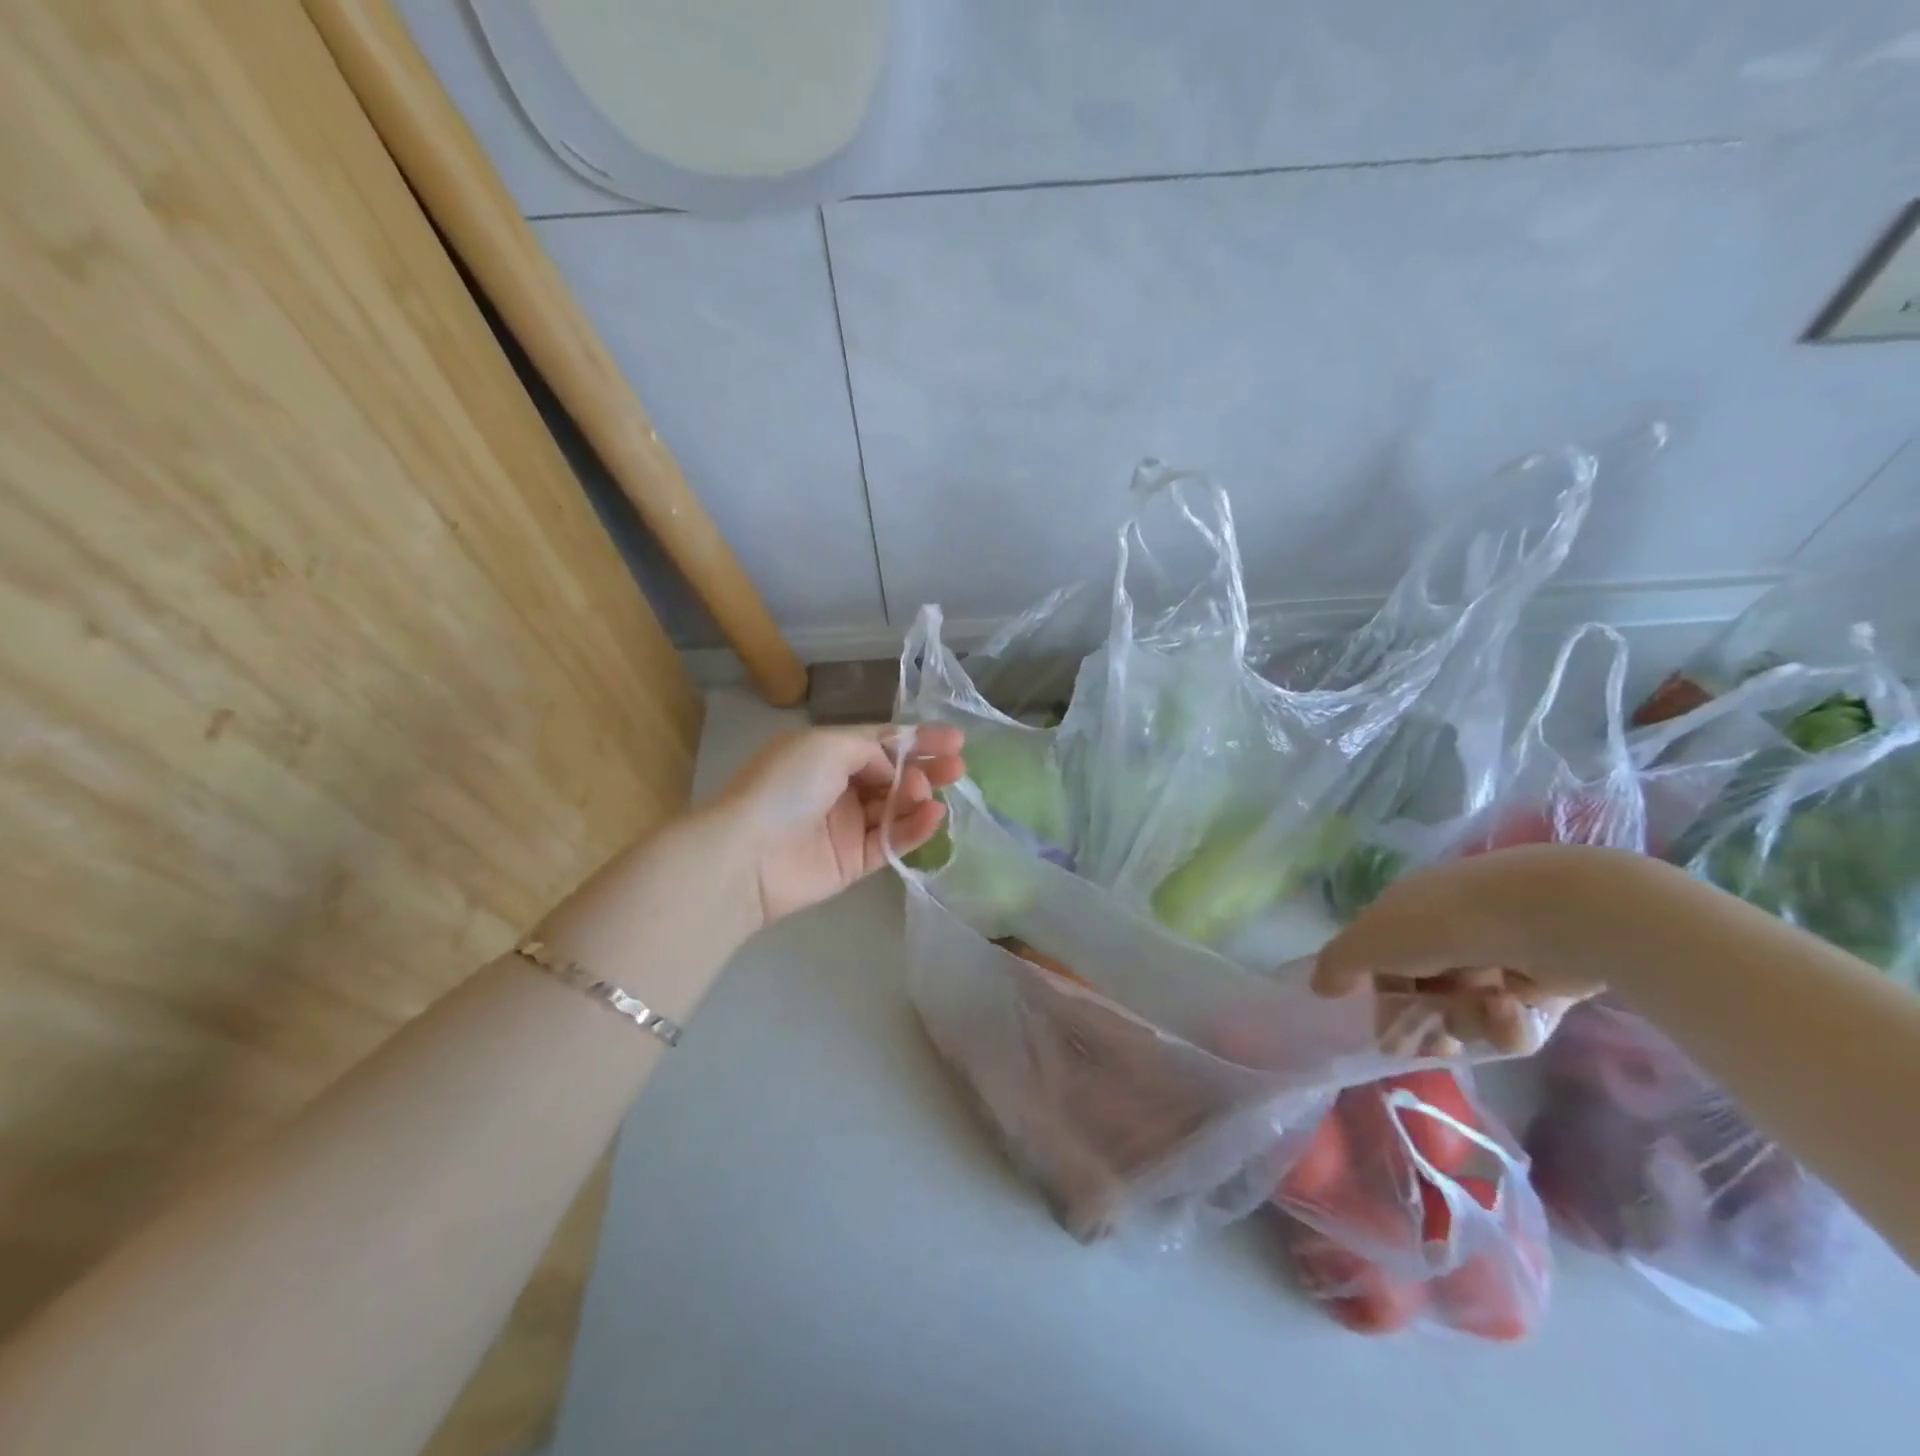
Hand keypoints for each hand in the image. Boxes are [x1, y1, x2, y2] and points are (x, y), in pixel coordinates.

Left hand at [707, 724, 964, 928]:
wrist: (747, 855)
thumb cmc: (785, 787)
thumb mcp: (827, 745)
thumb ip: (872, 749)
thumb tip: (896, 770)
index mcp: (828, 753)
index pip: (882, 742)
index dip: (919, 739)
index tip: (956, 740)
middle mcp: (840, 786)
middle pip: (895, 775)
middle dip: (927, 768)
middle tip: (958, 767)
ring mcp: (847, 825)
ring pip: (896, 808)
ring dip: (920, 797)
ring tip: (937, 793)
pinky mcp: (854, 861)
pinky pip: (892, 841)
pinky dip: (915, 828)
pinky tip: (933, 816)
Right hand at [1312, 845, 1630, 1054]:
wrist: (1551, 916)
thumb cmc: (1444, 923)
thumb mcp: (1372, 939)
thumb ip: (1339, 964)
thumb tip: (1320, 987)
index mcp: (1406, 912)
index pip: (1381, 960)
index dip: (1377, 997)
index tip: (1381, 1033)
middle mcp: (1448, 931)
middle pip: (1424, 992)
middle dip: (1423, 1023)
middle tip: (1427, 1048)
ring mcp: (1497, 956)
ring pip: (1468, 1011)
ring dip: (1469, 1021)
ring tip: (1485, 1012)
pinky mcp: (1545, 984)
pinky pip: (1515, 1020)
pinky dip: (1510, 1023)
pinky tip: (1513, 1010)